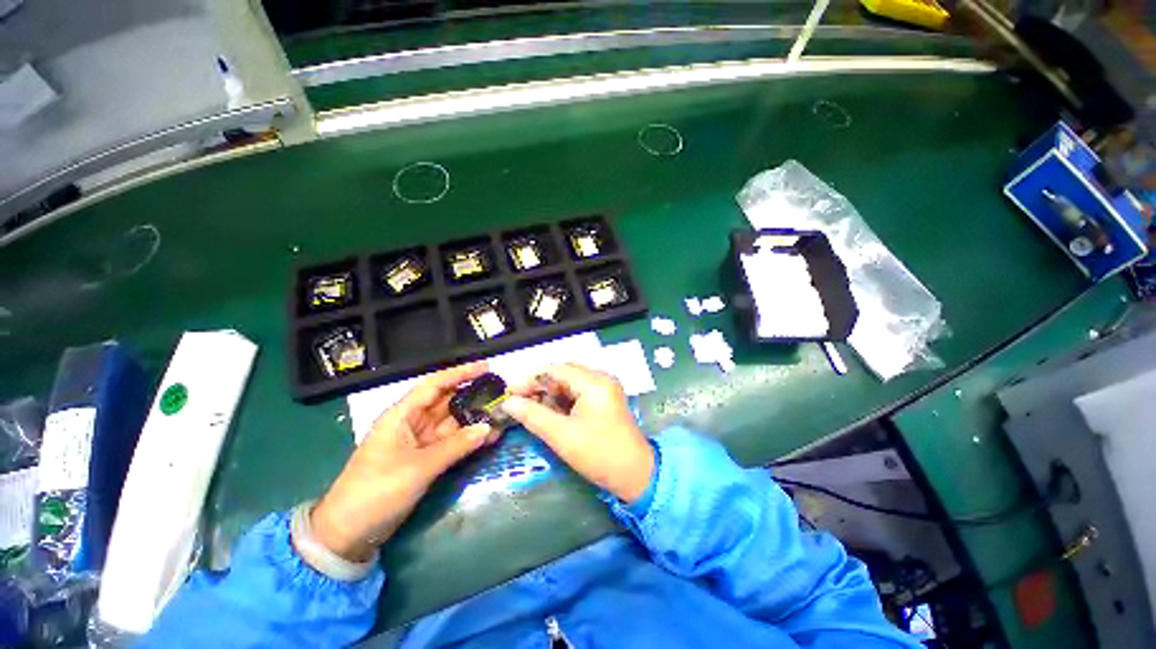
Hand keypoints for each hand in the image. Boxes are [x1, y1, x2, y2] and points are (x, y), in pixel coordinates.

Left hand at [309, 362, 497, 560]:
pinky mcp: (424, 459)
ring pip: (452, 422)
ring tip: (501, 415)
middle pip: (447, 402)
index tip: (487, 367)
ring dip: (474, 419)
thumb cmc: (377, 491)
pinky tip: (488, 437)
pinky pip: (451, 442)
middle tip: (501, 393)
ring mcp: (419, 442)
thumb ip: (456, 446)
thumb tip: (488, 428)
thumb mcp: (418, 467)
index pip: (434, 385)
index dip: (460, 373)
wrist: (349, 533)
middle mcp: (412, 423)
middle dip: (473, 396)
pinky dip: (468, 439)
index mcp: (402, 415)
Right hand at [501, 364, 653, 503]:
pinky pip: (579, 392)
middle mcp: (601, 378)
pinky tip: (549, 412)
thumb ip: (533, 415)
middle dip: (540, 387)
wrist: (636, 475)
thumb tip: (508, 402)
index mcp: (594, 381)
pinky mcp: (605, 399)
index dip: (530, 380)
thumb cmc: (598, 454)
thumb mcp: (561, 435)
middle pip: (563, 374)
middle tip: (518, 402)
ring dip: (550, 394)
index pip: (555, 370)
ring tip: (530, 408)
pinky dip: (562, 401)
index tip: (510, 393)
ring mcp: (605, 388)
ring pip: (570, 383)